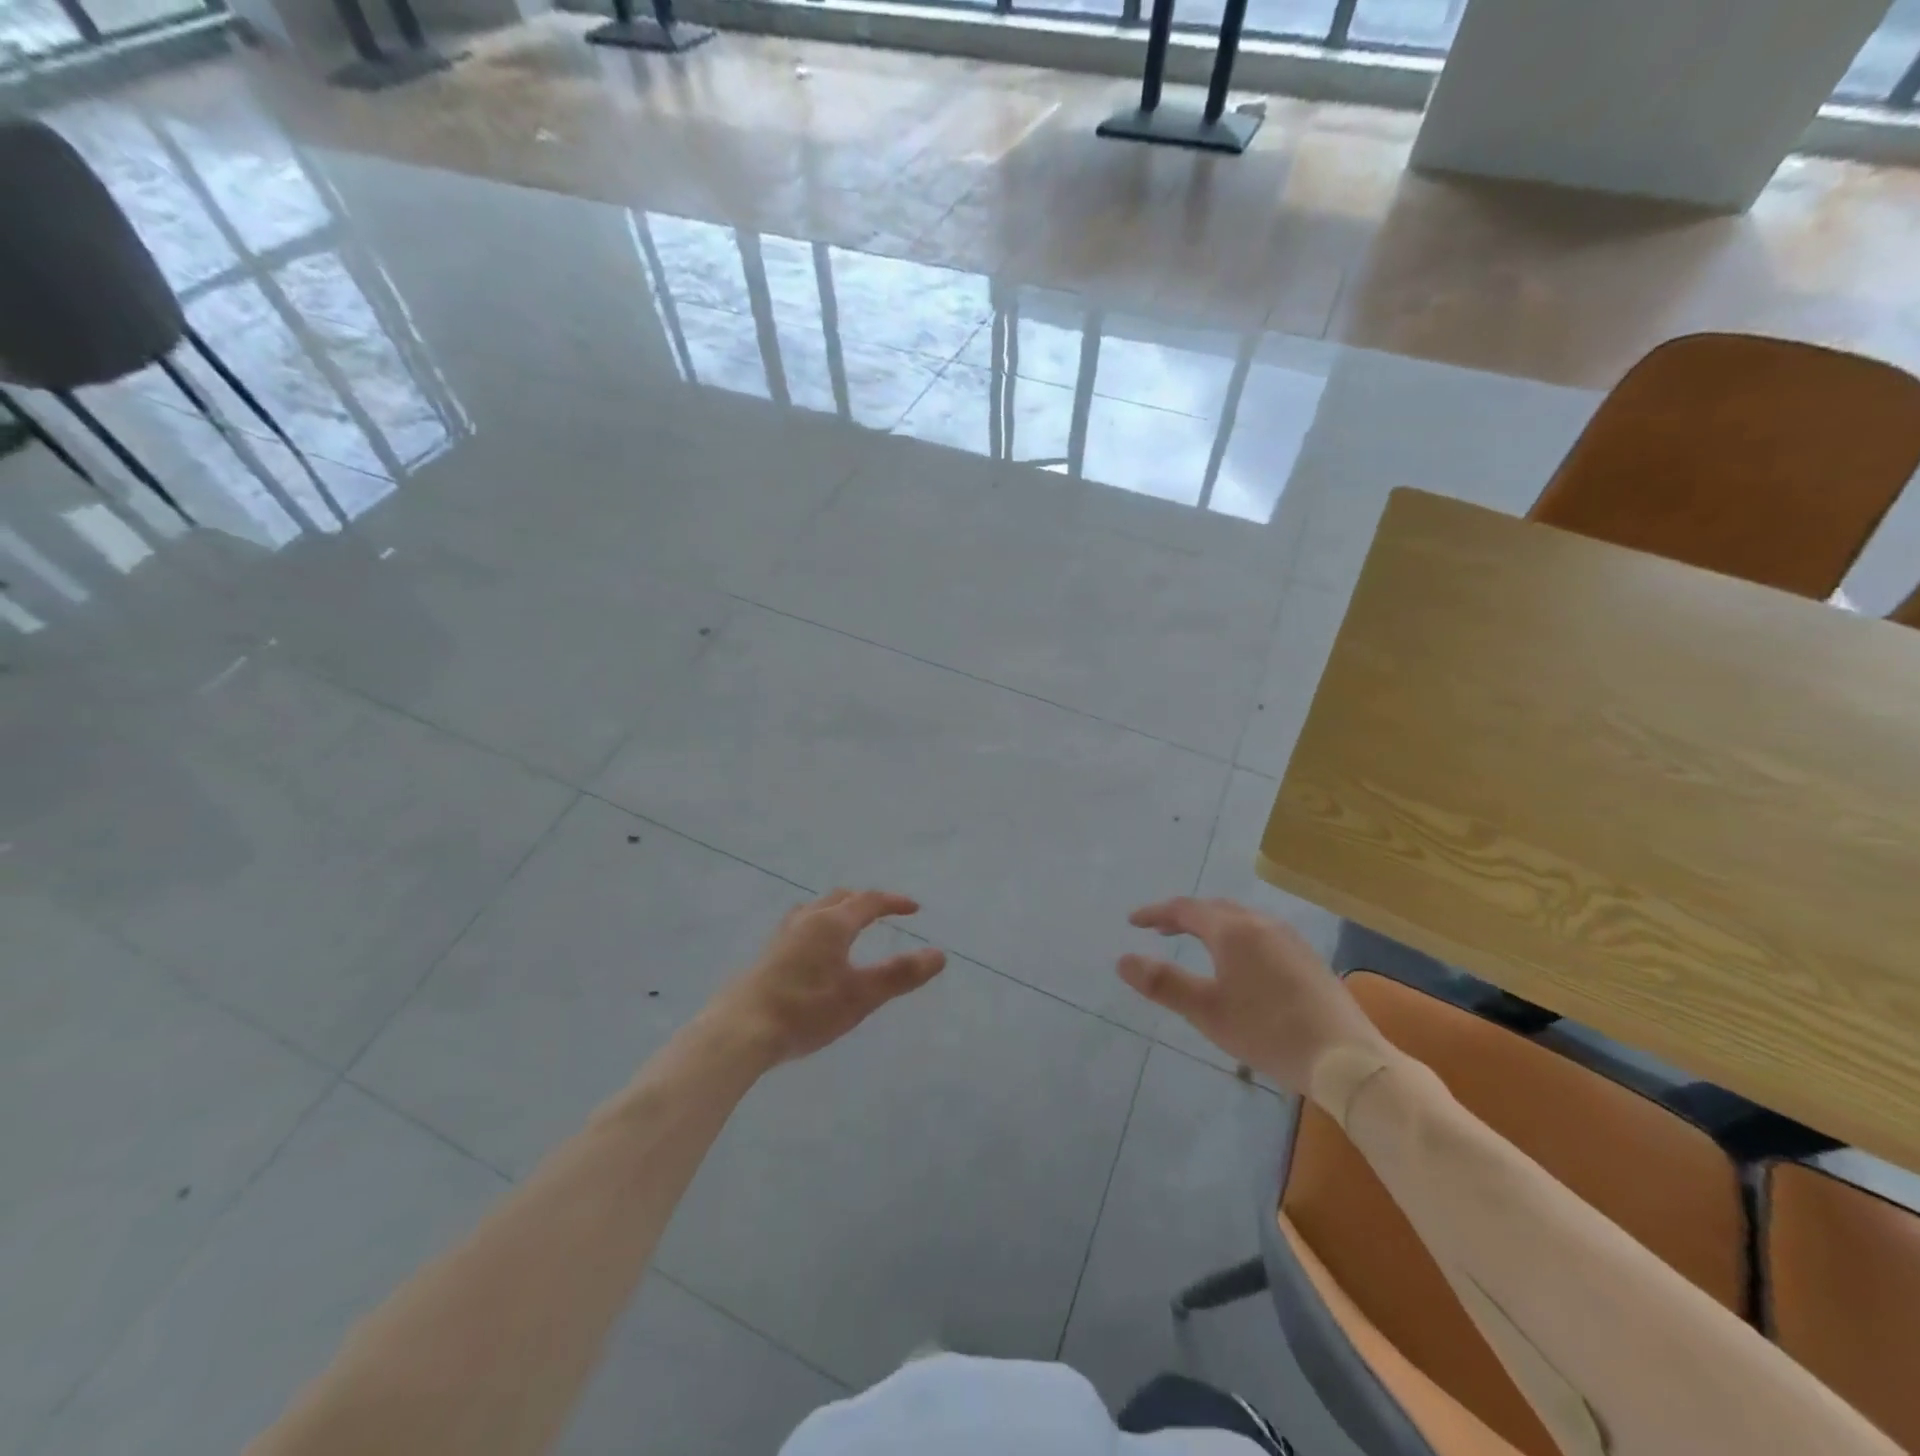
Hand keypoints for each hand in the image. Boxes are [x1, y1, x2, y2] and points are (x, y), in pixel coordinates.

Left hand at [711, 889, 945, 1065]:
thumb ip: (900, 975)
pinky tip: (815, 953)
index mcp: (832, 923)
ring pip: (816, 910)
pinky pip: (801, 926)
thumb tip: (939, 954)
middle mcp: (806, 920)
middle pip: (840, 898)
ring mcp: (782, 936)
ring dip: (838, 911)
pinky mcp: (767, 954)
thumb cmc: (806, 1009)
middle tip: (883, 913)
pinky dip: (820, 926)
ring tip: (849, 927)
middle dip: (865, 902)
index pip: (869, 901)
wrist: (740, 1030)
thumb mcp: (861, 996)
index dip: (894, 903)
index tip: (914, 908)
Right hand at [1117, 897, 1388, 1093]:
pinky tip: (1238, 963)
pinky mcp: (1306, 957)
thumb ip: (1163, 983)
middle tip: (1160, 931)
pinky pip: (1259, 932)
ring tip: (1194, 944)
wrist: (1346, 1059)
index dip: (1155, 913)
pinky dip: (1235, 936)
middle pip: (1213, 908)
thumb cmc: (1268, 1031)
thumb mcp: (1206, 1011)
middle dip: (1183, 916)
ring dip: (1210, 925)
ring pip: (1240, 919)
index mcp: (1233, 930)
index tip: (1133, 923)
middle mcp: (1261, 923)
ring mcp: (1289, 938)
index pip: (1184, 909)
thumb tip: (1122, 960)